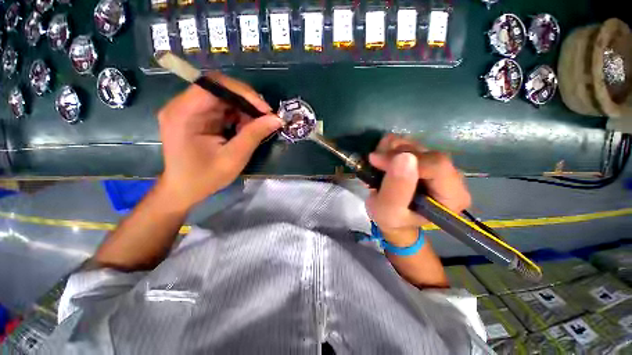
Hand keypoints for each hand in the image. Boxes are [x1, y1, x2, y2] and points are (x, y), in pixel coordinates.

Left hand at [157, 72, 282, 211]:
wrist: (184, 189)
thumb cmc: (205, 177)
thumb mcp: (234, 157)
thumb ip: (254, 135)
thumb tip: (277, 119)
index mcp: (184, 113)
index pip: (214, 85)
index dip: (243, 93)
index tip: (265, 110)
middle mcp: (182, 105)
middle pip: (219, 89)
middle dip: (247, 102)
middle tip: (265, 118)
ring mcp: (189, 110)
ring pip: (223, 97)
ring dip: (244, 110)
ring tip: (255, 127)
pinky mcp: (196, 116)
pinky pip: (222, 108)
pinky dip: (238, 116)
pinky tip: (244, 129)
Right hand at [365, 134, 470, 243]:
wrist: (393, 219)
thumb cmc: (392, 220)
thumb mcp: (389, 211)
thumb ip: (397, 189)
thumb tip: (404, 158)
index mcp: (452, 196)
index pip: (437, 165)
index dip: (406, 159)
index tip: (378, 162)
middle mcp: (452, 178)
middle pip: (427, 153)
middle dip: (396, 153)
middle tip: (375, 160)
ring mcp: (439, 167)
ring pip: (418, 145)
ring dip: (393, 148)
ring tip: (377, 159)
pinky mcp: (426, 160)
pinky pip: (412, 144)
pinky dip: (393, 146)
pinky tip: (383, 155)